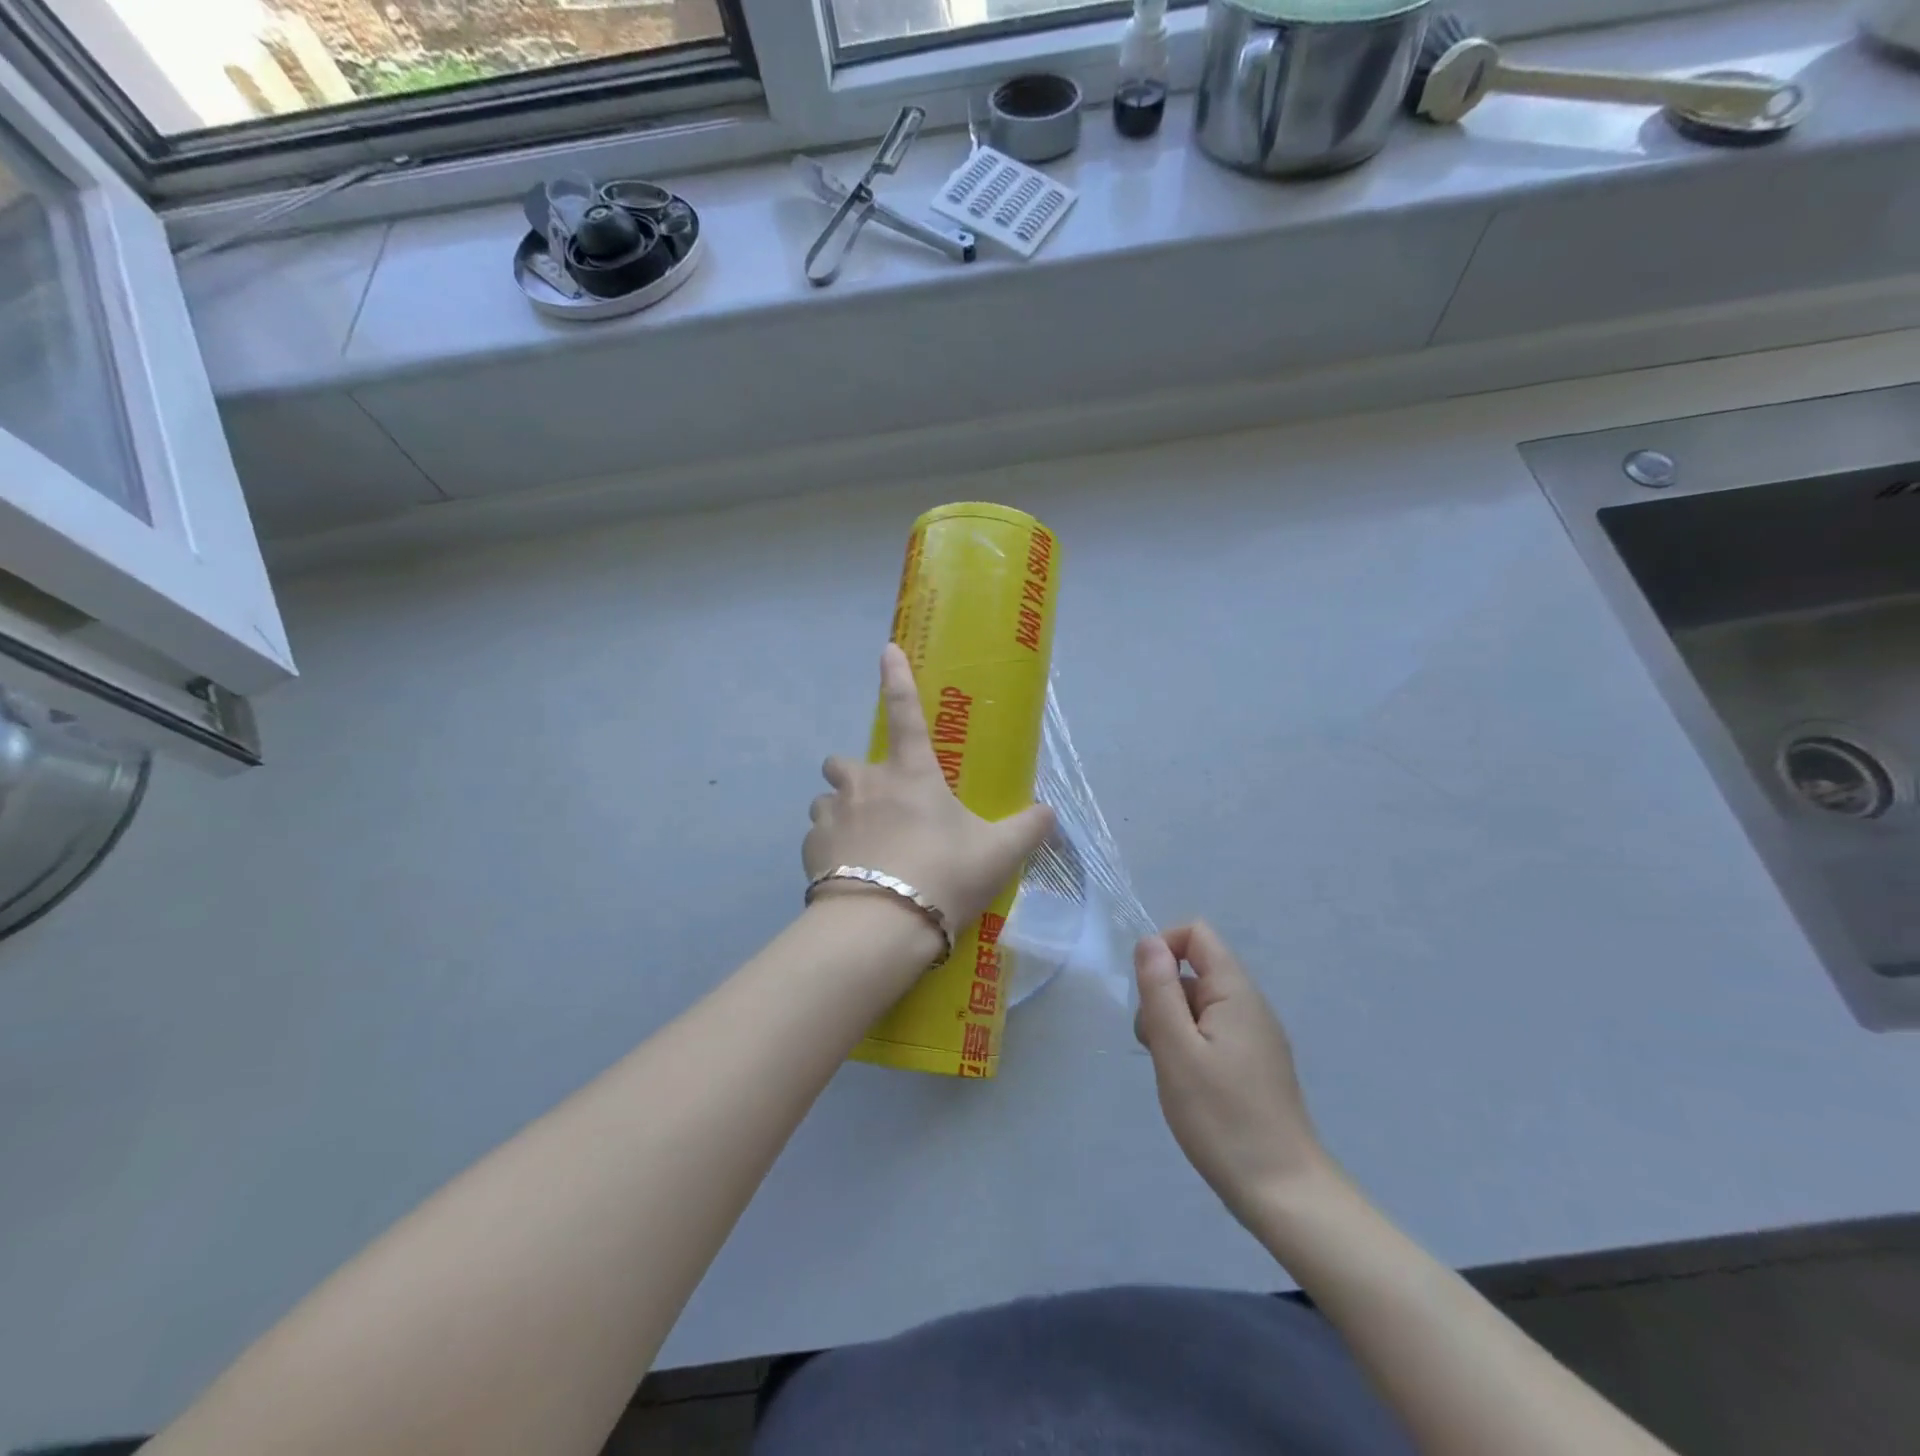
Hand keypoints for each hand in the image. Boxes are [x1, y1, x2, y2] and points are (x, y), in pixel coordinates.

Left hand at [804, 645, 1054, 948]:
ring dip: (841, 813)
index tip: (887, 649)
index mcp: (911, 774)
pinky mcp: (810, 848)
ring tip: (863, 846)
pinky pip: (817, 837)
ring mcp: (832, 814)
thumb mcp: (997, 854)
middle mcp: (865, 783)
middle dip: (855, 775)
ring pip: (827, 800)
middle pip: (843, 761)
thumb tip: (1049, 813)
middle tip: (879, 805)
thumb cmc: (944, 875)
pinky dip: (830, 849)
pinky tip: (848, 875)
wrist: (882, 925)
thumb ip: (1027, 829)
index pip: (904, 711)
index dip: (896, 678)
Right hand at [1134, 923, 1334, 1228]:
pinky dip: (1190, 1048)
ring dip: (1173, 1027)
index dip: (1163, 948)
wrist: (1282, 1192)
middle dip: (1162, 997)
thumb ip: (1159, 989)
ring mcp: (1255, 1036)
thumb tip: (1149, 941)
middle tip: (1158, 1047)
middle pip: (1193, 970)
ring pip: (1198, 1005)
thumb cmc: (1222, 1117)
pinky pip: (1212, 1032)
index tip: (1146, 993)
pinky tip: (1189, 1087)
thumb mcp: (1176, 1049)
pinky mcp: (1255, 1064)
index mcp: (1236, 992)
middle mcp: (1250, 1005)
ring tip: (1172, 1073)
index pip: (1196, 933)